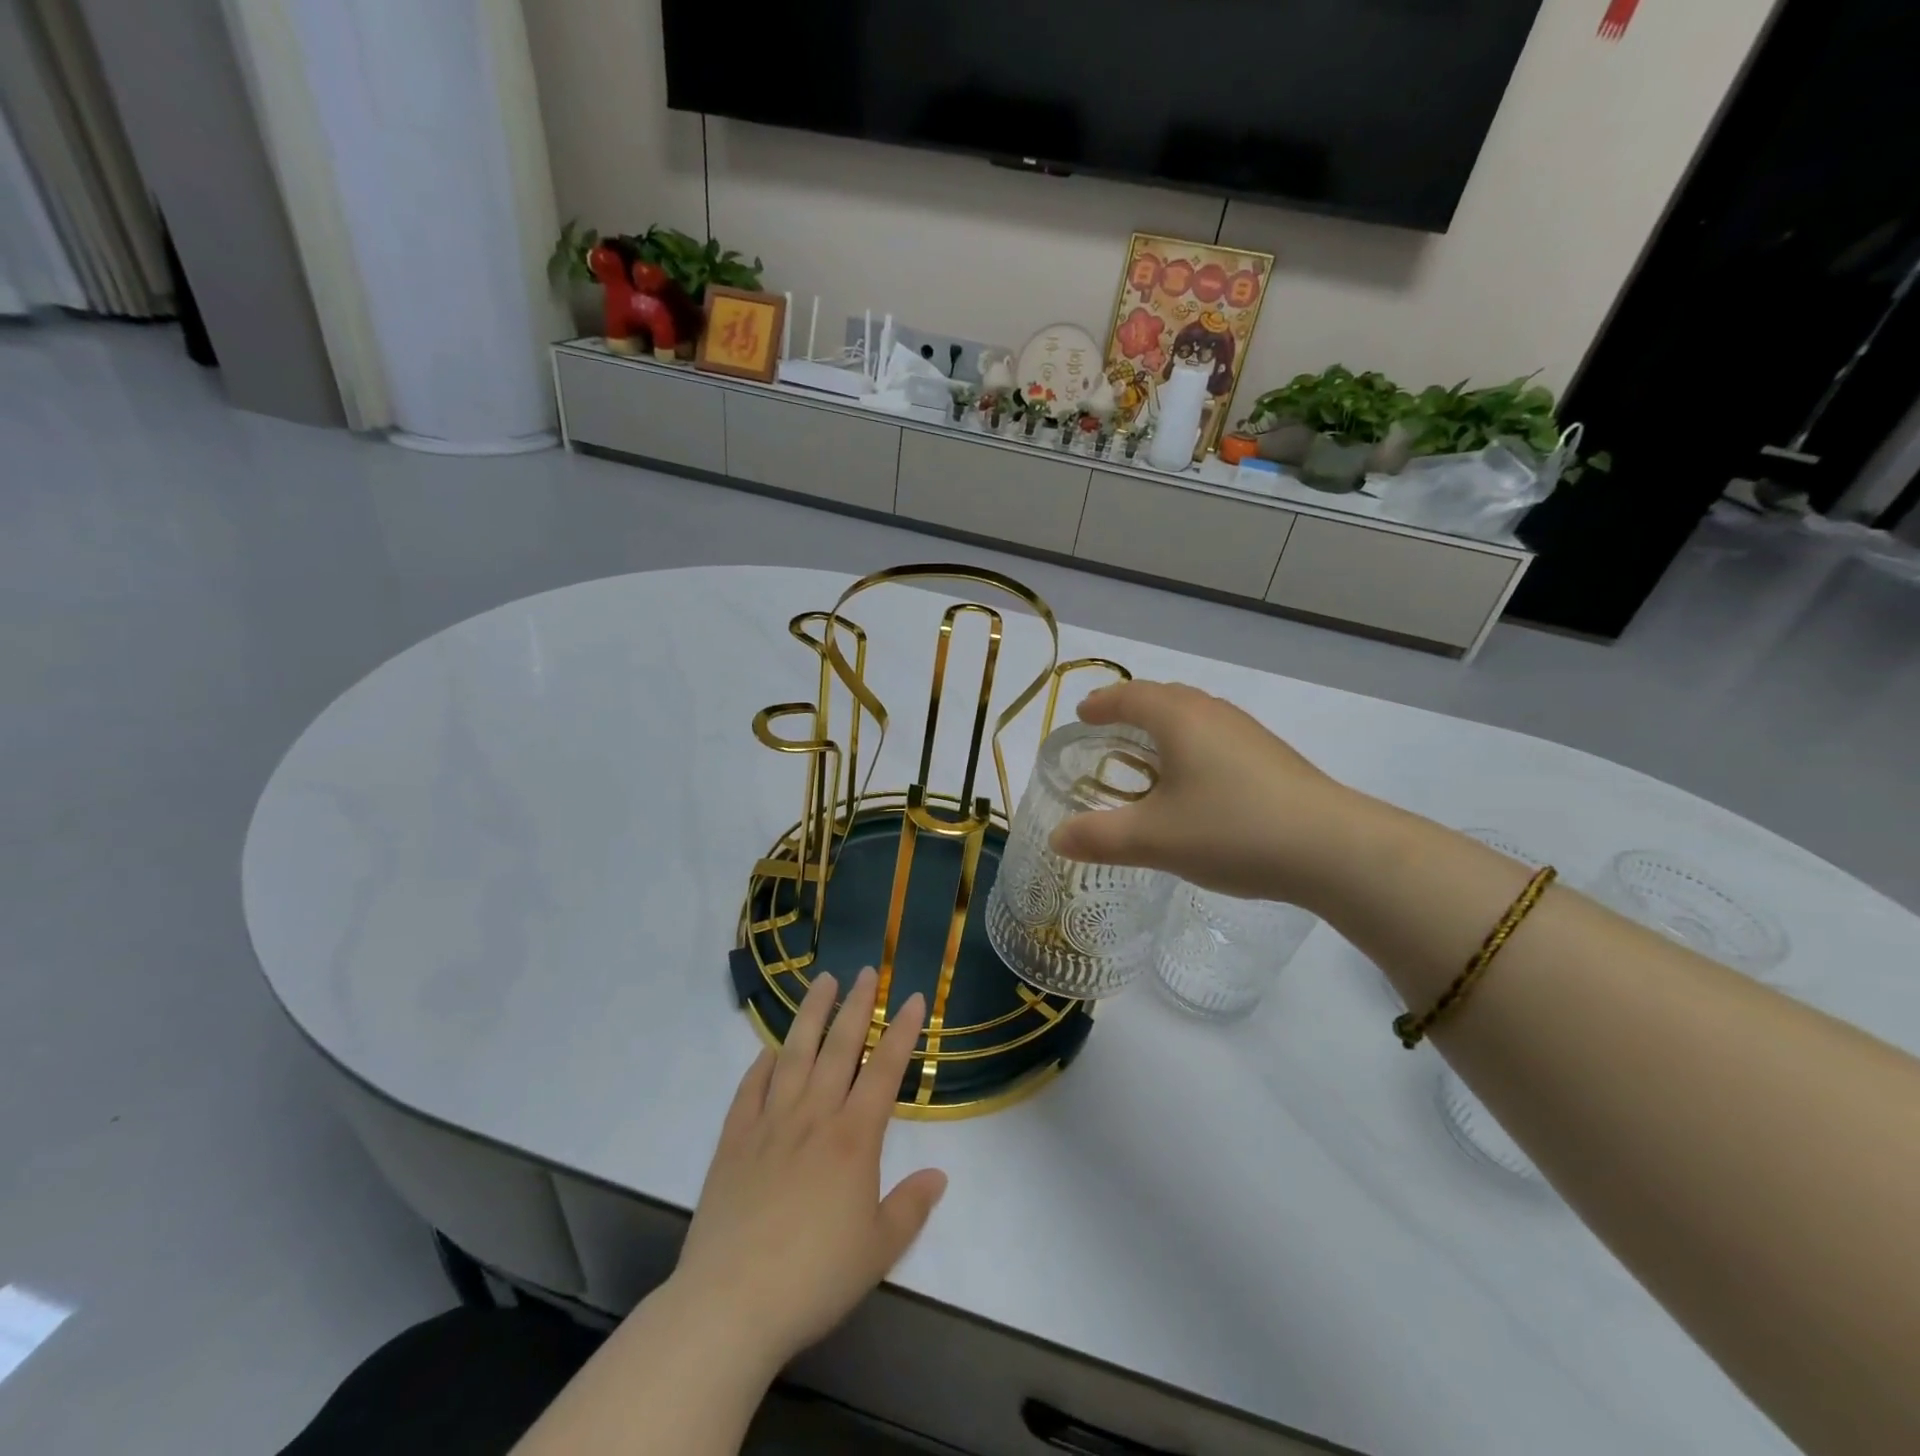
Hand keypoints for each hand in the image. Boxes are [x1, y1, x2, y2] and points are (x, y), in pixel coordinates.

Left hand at [668, 968, 947, 1373]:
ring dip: (811, 1014)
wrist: (731, 1304)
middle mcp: (813, 1116)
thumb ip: (911, 1206)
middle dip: (857, 1005)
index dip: (902, 1031)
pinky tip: (770, 1048)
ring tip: (822, 981)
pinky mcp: (734, 1140)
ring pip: (794, 1054)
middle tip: (867, 971)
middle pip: (839, 1047)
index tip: (913, 998)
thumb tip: (939, 1174)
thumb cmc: (815, 1278)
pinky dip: (762, 1063)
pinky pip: (750, 1088)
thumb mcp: (879, 1250)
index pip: (884, 1069)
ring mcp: (769, 1123)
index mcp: (853, 1138)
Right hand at [1049, 680, 1360, 902]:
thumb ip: (1099, 837)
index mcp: (1179, 718)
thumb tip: (1058, 838)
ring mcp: (1248, 733)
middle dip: (1131, 710)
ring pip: (1194, 717)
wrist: (1333, 849)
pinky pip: (1216, 738)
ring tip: (1148, 756)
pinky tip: (1196, 784)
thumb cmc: (1232, 830)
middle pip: (1164, 698)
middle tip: (1109, 732)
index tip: (1081, 715)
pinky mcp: (1272, 757)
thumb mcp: (1154, 840)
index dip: (1101, 704)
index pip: (1129, 696)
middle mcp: (1213, 713)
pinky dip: (1192, 747)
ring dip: (1164, 729)